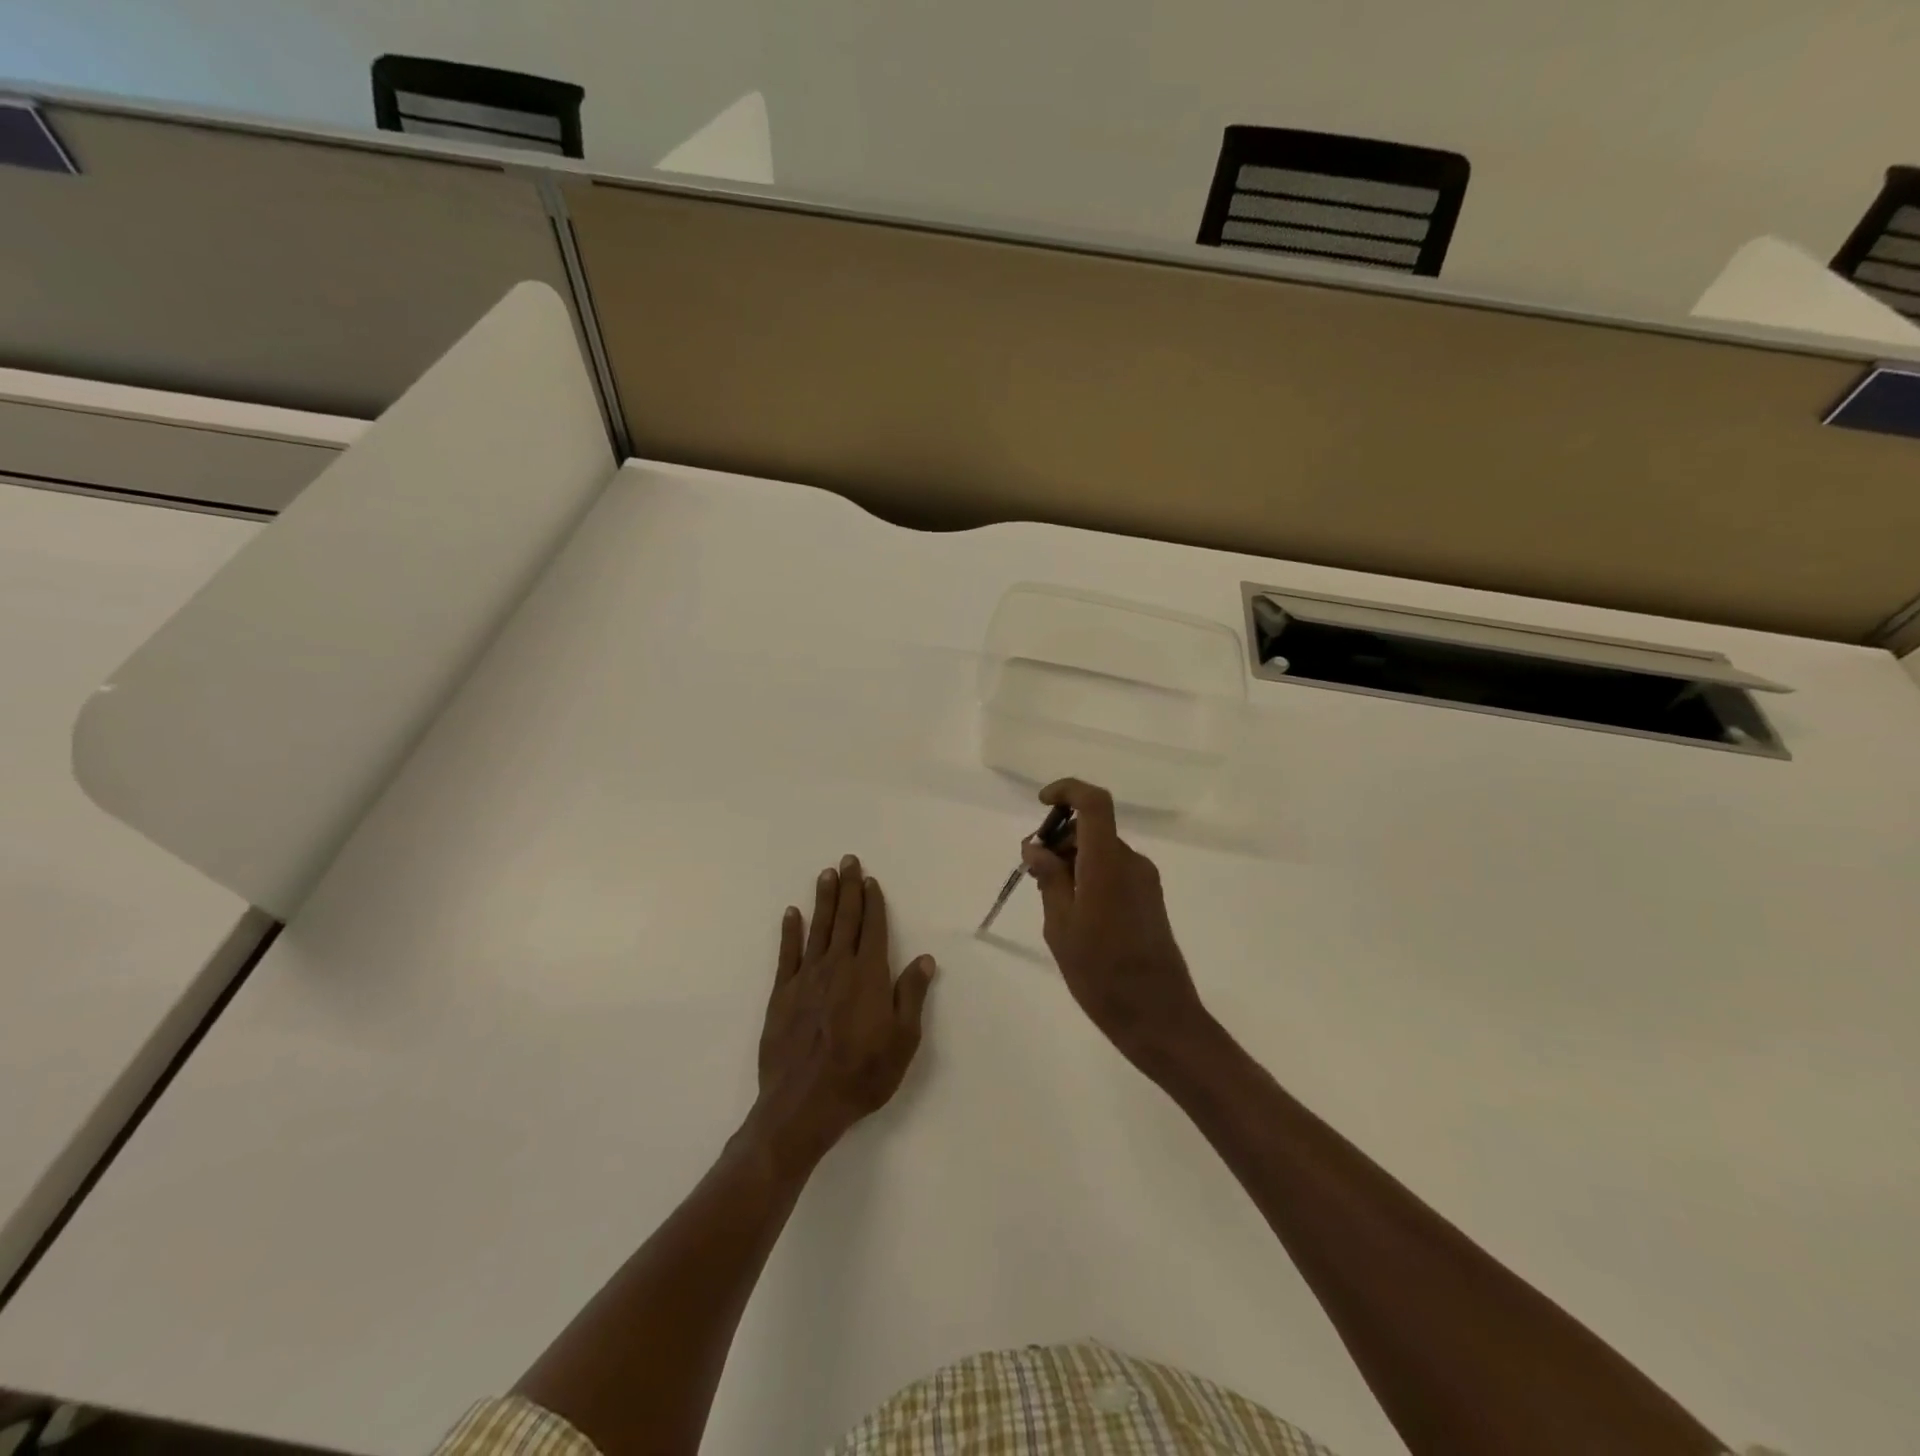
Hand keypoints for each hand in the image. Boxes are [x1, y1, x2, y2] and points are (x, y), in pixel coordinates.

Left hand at [752, 854, 935, 1167]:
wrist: (804, 1104)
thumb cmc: (862, 1074)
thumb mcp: (903, 1041)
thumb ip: (911, 995)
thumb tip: (924, 959)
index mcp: (869, 975)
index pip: (873, 928)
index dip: (873, 902)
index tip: (871, 880)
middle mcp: (838, 967)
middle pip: (845, 919)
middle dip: (848, 888)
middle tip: (848, 860)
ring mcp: (807, 978)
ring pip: (818, 929)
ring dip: (823, 900)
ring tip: (826, 874)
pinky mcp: (782, 993)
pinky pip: (787, 954)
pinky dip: (790, 931)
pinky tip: (792, 913)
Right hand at [1022, 779, 1212, 1070]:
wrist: (1158, 1016)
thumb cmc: (1101, 973)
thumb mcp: (1060, 926)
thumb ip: (1049, 879)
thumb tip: (1036, 846)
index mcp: (1108, 862)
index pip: (1094, 802)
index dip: (1067, 791)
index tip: (1042, 805)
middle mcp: (1132, 862)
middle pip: (1094, 829)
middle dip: (1060, 839)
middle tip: (1033, 873)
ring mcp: (1145, 881)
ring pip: (1102, 852)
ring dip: (1073, 862)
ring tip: (1051, 901)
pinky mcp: (1150, 900)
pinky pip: (1114, 871)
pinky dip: (1090, 877)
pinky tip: (1076, 915)